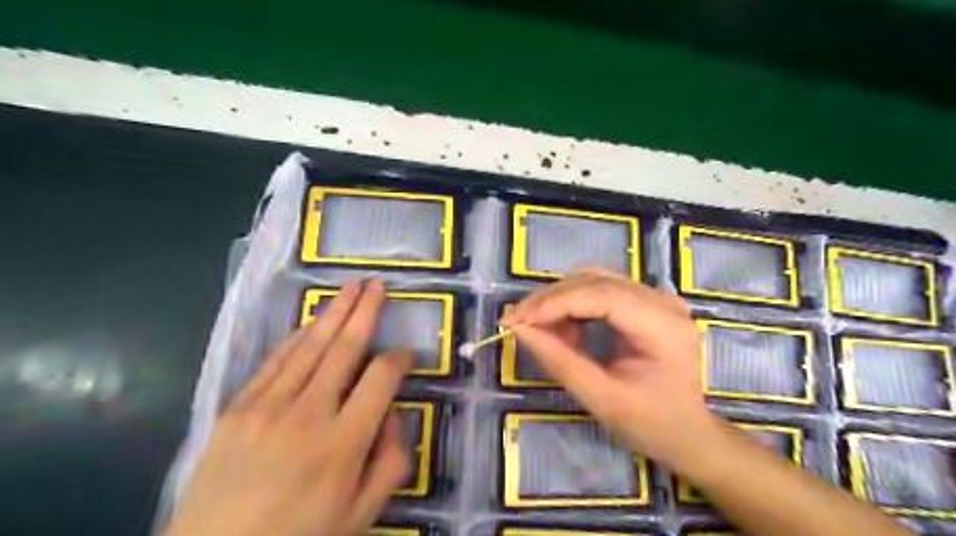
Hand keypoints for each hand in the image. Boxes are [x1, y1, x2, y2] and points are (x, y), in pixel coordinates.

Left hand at [163, 278, 413, 535]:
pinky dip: (297, 337)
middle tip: (378, 285)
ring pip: (310, 346)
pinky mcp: (238, 408)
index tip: (407, 354)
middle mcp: (308, 414)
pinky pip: (275, 361)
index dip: (399, 359)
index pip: (381, 379)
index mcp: (344, 442)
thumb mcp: (361, 515)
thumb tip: (395, 415)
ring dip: (334, 313)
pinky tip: (312, 321)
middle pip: (345, 348)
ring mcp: (268, 407)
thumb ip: (391, 462)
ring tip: (351, 287)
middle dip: (366, 312)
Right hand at [501, 268, 716, 467]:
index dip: (555, 303)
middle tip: (519, 323)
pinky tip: (566, 330)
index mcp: (663, 327)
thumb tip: (520, 330)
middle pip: (596, 280)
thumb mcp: (601, 399)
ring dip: (560, 300)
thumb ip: (560, 362)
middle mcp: (663, 302)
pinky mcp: (645, 302)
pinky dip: (574, 305)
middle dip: (551, 299)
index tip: (517, 320)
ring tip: (543, 331)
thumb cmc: (651, 424)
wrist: (687, 433)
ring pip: (594, 280)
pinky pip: (600, 290)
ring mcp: (656, 298)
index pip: (602, 296)